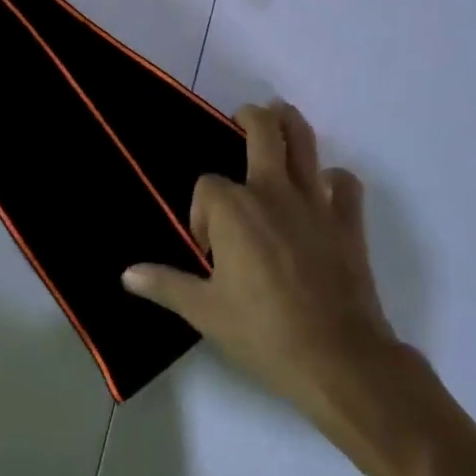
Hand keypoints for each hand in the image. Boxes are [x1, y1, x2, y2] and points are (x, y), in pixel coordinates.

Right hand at [123, 102, 408, 428]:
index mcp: (235, 208)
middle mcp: (273, 191)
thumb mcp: (205, 312)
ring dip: (291, 123)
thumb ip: (166, 284)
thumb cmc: (263, 332)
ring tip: (280, 116)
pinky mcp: (347, 221)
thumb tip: (127, 274)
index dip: (201, 212)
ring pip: (305, 142)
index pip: (208, 186)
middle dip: (249, 118)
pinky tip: (325, 190)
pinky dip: (335, 180)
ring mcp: (315, 202)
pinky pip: (345, 184)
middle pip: (263, 130)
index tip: (208, 249)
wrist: (336, 359)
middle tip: (241, 119)